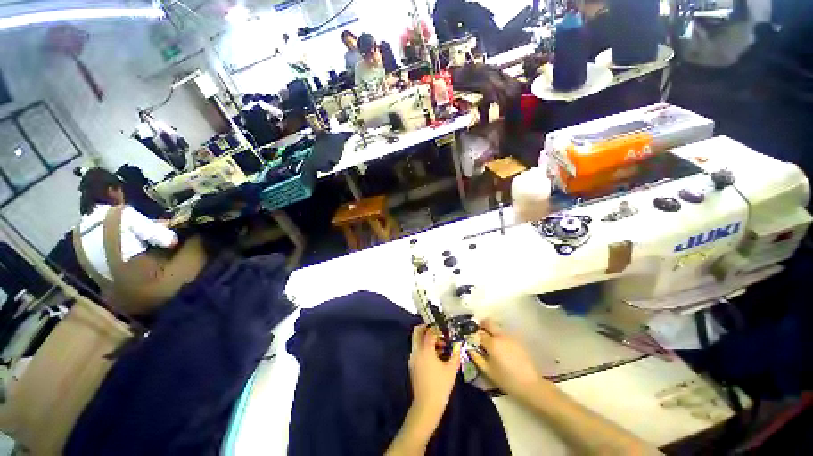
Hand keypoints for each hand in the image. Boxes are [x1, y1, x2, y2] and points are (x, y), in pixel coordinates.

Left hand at [407, 325, 460, 436]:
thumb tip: (458, 344)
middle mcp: (416, 351)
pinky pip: (417, 349)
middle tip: (438, 331)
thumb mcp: (451, 369)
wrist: (426, 405)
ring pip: (417, 340)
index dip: (437, 329)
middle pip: (417, 332)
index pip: (429, 332)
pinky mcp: (412, 364)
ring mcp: (412, 358)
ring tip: (441, 346)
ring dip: (426, 338)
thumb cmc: (441, 386)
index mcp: (425, 350)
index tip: (445, 330)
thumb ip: (455, 354)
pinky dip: (424, 347)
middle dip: (426, 328)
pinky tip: (436, 356)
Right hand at [468, 320, 544, 399]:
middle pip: (489, 322)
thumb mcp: (488, 371)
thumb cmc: (507, 380)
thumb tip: (470, 349)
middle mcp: (500, 336)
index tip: (473, 339)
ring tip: (491, 341)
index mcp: (492, 343)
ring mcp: (510, 337)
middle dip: (483, 325)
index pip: (479, 333)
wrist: (531, 385)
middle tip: (480, 333)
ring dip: (492, 330)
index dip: (475, 335)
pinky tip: (502, 347)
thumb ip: (477, 358)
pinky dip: (500, 336)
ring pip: (497, 327)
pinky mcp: (518, 340)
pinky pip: (505, 333)